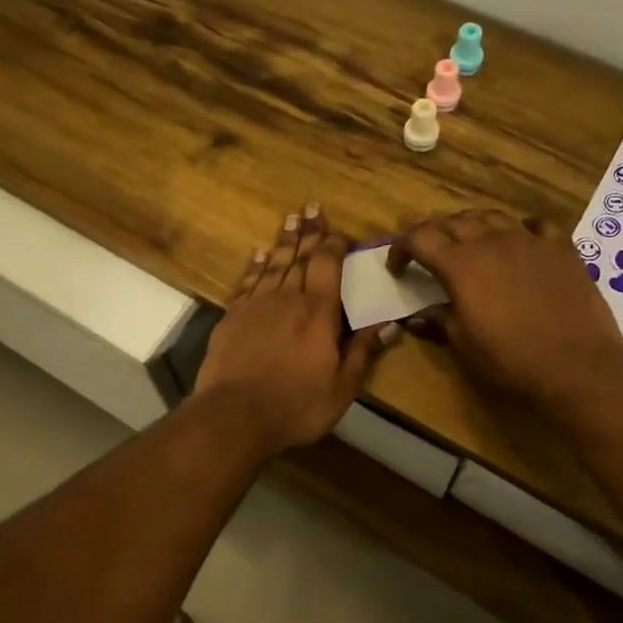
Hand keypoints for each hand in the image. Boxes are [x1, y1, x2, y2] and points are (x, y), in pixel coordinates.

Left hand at [195, 203, 394, 453]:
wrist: (235, 416)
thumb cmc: (296, 405)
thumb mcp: (342, 387)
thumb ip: (363, 352)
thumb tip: (390, 323)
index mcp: (318, 312)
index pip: (327, 266)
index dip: (334, 246)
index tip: (339, 232)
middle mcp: (287, 299)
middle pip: (299, 257)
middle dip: (308, 232)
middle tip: (311, 206)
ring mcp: (256, 305)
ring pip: (273, 265)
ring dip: (283, 241)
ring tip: (290, 219)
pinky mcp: (232, 317)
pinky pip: (247, 282)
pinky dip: (255, 266)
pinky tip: (258, 255)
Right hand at [386, 209, 622, 411]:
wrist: (576, 365)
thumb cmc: (510, 359)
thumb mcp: (464, 345)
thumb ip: (439, 320)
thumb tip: (419, 315)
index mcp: (460, 265)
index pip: (420, 238)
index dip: (402, 248)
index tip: (397, 267)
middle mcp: (491, 241)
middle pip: (453, 221)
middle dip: (434, 234)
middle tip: (429, 254)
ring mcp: (529, 240)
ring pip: (492, 216)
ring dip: (473, 225)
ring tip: (470, 243)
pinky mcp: (561, 248)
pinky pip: (536, 225)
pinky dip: (520, 229)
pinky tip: (520, 240)